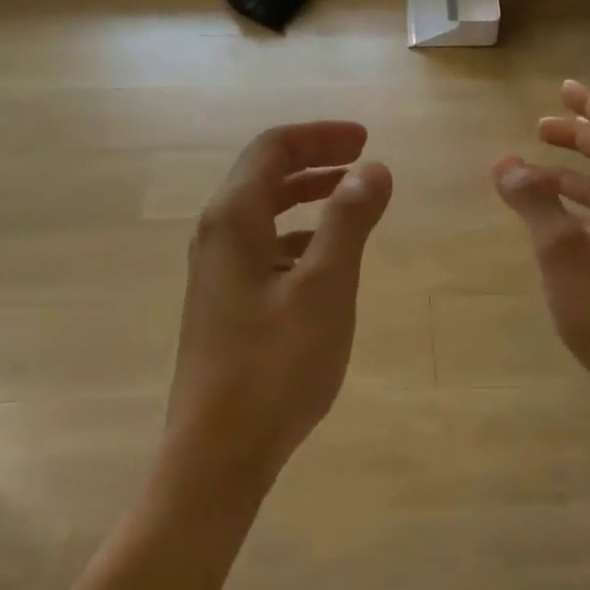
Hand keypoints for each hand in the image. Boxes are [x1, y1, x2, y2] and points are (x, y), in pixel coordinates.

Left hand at [167, 122, 392, 489]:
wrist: (217, 453)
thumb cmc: (275, 364)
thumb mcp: (325, 286)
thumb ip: (349, 220)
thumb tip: (373, 169)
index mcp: (233, 219)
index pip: (273, 148)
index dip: (320, 135)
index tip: (365, 139)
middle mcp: (216, 235)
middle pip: (264, 175)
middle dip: (315, 161)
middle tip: (363, 160)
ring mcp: (216, 272)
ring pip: (264, 213)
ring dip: (307, 198)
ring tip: (352, 203)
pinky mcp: (224, 303)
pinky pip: (263, 248)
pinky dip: (298, 237)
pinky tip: (327, 259)